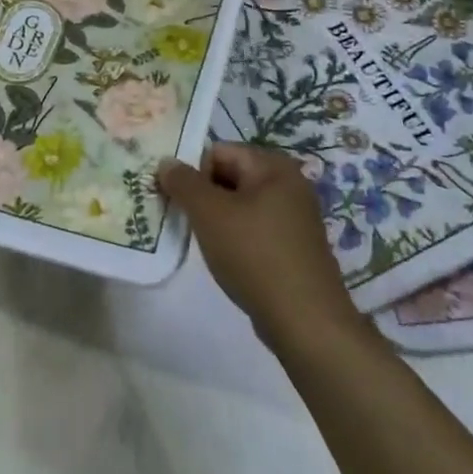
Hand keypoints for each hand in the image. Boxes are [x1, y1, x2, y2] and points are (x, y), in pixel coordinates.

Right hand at [158, 144, 358, 348]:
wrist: (306, 322)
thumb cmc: (255, 255)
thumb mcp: (209, 213)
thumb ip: (183, 182)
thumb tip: (166, 161)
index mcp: (272, 166)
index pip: (217, 151)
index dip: (192, 173)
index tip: (176, 201)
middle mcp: (288, 183)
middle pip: (229, 176)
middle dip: (203, 196)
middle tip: (184, 221)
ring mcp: (294, 217)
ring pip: (240, 205)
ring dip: (216, 219)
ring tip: (203, 243)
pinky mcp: (294, 246)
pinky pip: (254, 228)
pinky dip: (235, 238)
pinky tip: (227, 260)